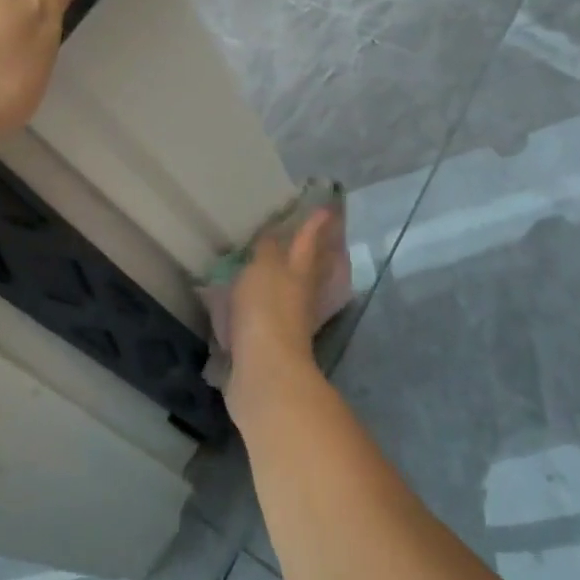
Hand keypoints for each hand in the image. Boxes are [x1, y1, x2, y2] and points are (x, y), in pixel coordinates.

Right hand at [226, 208, 339, 407]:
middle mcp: (300, 295)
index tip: (326, 209)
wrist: (264, 371)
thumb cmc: (265, 310)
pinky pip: (269, 316)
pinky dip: (265, 306)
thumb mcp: (263, 268)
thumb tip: (274, 236)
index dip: (315, 225)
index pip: (308, 241)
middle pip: (307, 269)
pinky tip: (252, 304)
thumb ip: (267, 250)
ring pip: (291, 292)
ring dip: (287, 279)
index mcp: (299, 272)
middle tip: (310, 237)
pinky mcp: (271, 345)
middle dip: (309, 253)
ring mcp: (289, 322)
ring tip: (276, 267)